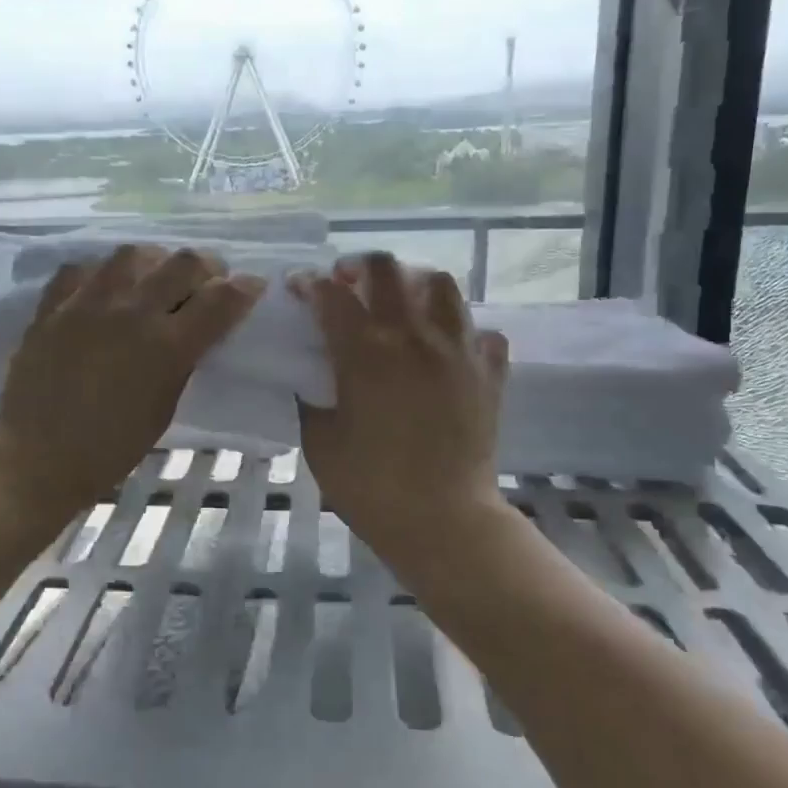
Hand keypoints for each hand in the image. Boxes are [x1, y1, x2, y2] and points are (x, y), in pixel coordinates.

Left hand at [0, 245, 265, 512]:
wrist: (37, 458)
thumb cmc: (110, 448)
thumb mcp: (164, 409)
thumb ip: (182, 362)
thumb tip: (193, 332)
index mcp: (167, 347)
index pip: (220, 300)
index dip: (244, 289)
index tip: (251, 287)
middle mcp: (131, 313)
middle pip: (183, 263)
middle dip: (208, 267)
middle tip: (208, 281)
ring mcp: (87, 304)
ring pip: (133, 253)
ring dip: (156, 261)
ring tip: (154, 278)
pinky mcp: (52, 307)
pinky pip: (82, 268)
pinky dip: (103, 273)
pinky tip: (105, 289)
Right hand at [290, 253, 510, 569]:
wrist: (443, 520)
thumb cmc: (370, 486)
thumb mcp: (319, 442)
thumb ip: (310, 398)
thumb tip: (310, 375)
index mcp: (364, 352)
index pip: (330, 294)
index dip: (308, 283)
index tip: (298, 287)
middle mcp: (412, 336)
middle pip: (387, 269)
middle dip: (358, 266)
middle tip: (347, 284)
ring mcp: (457, 349)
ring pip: (440, 284)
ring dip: (413, 283)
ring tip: (400, 304)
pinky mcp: (489, 371)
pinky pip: (481, 331)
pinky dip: (462, 331)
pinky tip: (446, 349)